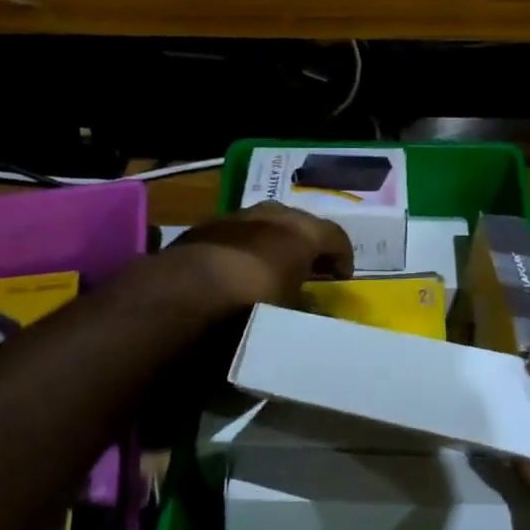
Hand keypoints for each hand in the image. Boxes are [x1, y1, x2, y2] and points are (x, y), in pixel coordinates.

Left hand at [171, 201, 354, 309]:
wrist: (186, 293)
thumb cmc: (253, 304)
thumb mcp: (290, 315)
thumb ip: (306, 308)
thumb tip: (313, 308)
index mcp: (301, 232)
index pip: (335, 236)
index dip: (342, 256)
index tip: (341, 278)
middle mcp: (271, 215)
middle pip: (298, 222)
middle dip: (306, 243)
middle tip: (309, 267)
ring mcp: (235, 217)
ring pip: (263, 223)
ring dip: (271, 241)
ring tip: (270, 266)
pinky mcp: (204, 227)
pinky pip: (233, 234)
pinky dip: (241, 247)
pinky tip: (235, 269)